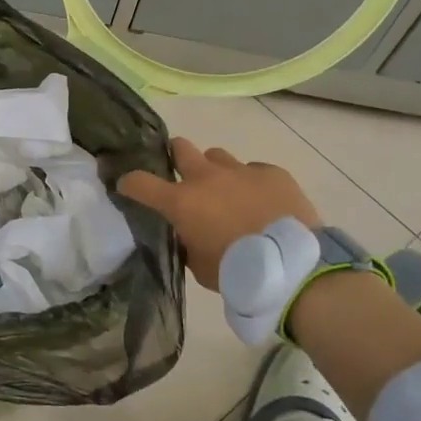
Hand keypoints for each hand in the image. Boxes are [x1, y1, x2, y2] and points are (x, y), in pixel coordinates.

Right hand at [118, 137, 320, 290]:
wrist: (294, 267)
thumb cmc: (239, 273)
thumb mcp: (199, 266)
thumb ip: (188, 243)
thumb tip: (188, 233)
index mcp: (181, 202)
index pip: (139, 182)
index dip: (129, 183)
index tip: (127, 186)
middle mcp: (206, 178)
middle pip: (180, 147)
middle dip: (175, 155)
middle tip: (180, 172)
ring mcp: (241, 171)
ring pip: (217, 156)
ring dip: (215, 170)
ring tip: (227, 191)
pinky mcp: (272, 173)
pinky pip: (254, 170)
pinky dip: (252, 183)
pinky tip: (262, 202)